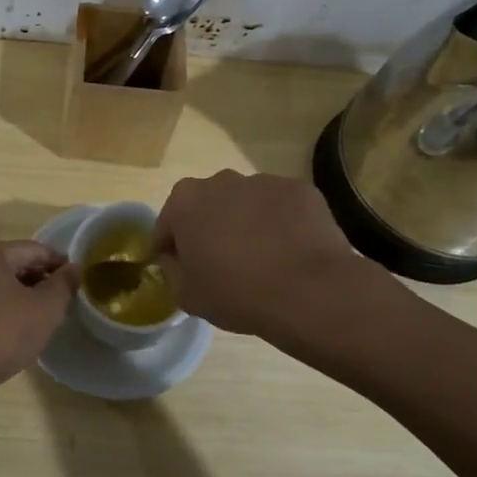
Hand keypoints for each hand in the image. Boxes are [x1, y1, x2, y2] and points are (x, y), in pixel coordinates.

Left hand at [0, 241, 76, 396]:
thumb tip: (73, 268)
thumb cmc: (4, 332)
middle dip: (41, 280)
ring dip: (25, 296)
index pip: (35, 249)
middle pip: (16, 264)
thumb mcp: (45, 308)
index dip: (60, 263)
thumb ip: (63, 284)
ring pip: (2, 284)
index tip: (78, 280)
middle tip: (64, 301)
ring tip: (44, 316)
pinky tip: (18, 329)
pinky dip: (7, 309)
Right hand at [153, 170, 387, 337]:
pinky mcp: (298, 189)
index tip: (178, 267)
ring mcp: (262, 181)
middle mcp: (220, 180)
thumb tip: (175, 257)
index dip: (169, 248)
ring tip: (261, 257)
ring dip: (245, 222)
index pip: (167, 224)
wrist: (309, 290)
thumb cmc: (237, 293)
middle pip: (207, 205)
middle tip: (221, 262)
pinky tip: (289, 251)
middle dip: (209, 227)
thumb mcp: (186, 295)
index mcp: (185, 202)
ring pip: (245, 202)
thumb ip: (171, 269)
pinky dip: (280, 223)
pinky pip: (280, 207)